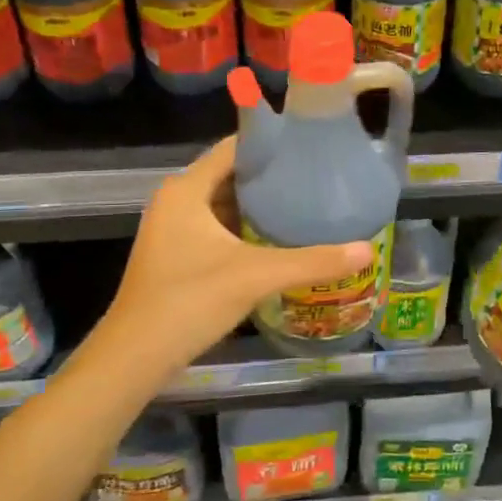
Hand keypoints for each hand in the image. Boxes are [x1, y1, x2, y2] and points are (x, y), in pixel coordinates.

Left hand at [94, 137, 374, 375]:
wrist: (134, 357)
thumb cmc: (189, 301)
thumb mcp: (256, 276)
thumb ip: (312, 261)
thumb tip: (367, 249)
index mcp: (187, 189)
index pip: (234, 148)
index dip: (271, 142)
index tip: (310, 143)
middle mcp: (177, 201)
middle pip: (231, 174)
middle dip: (271, 176)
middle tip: (317, 176)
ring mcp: (173, 229)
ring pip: (225, 203)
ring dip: (260, 204)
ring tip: (306, 202)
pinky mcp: (177, 255)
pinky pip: (217, 227)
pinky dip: (246, 228)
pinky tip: (278, 238)